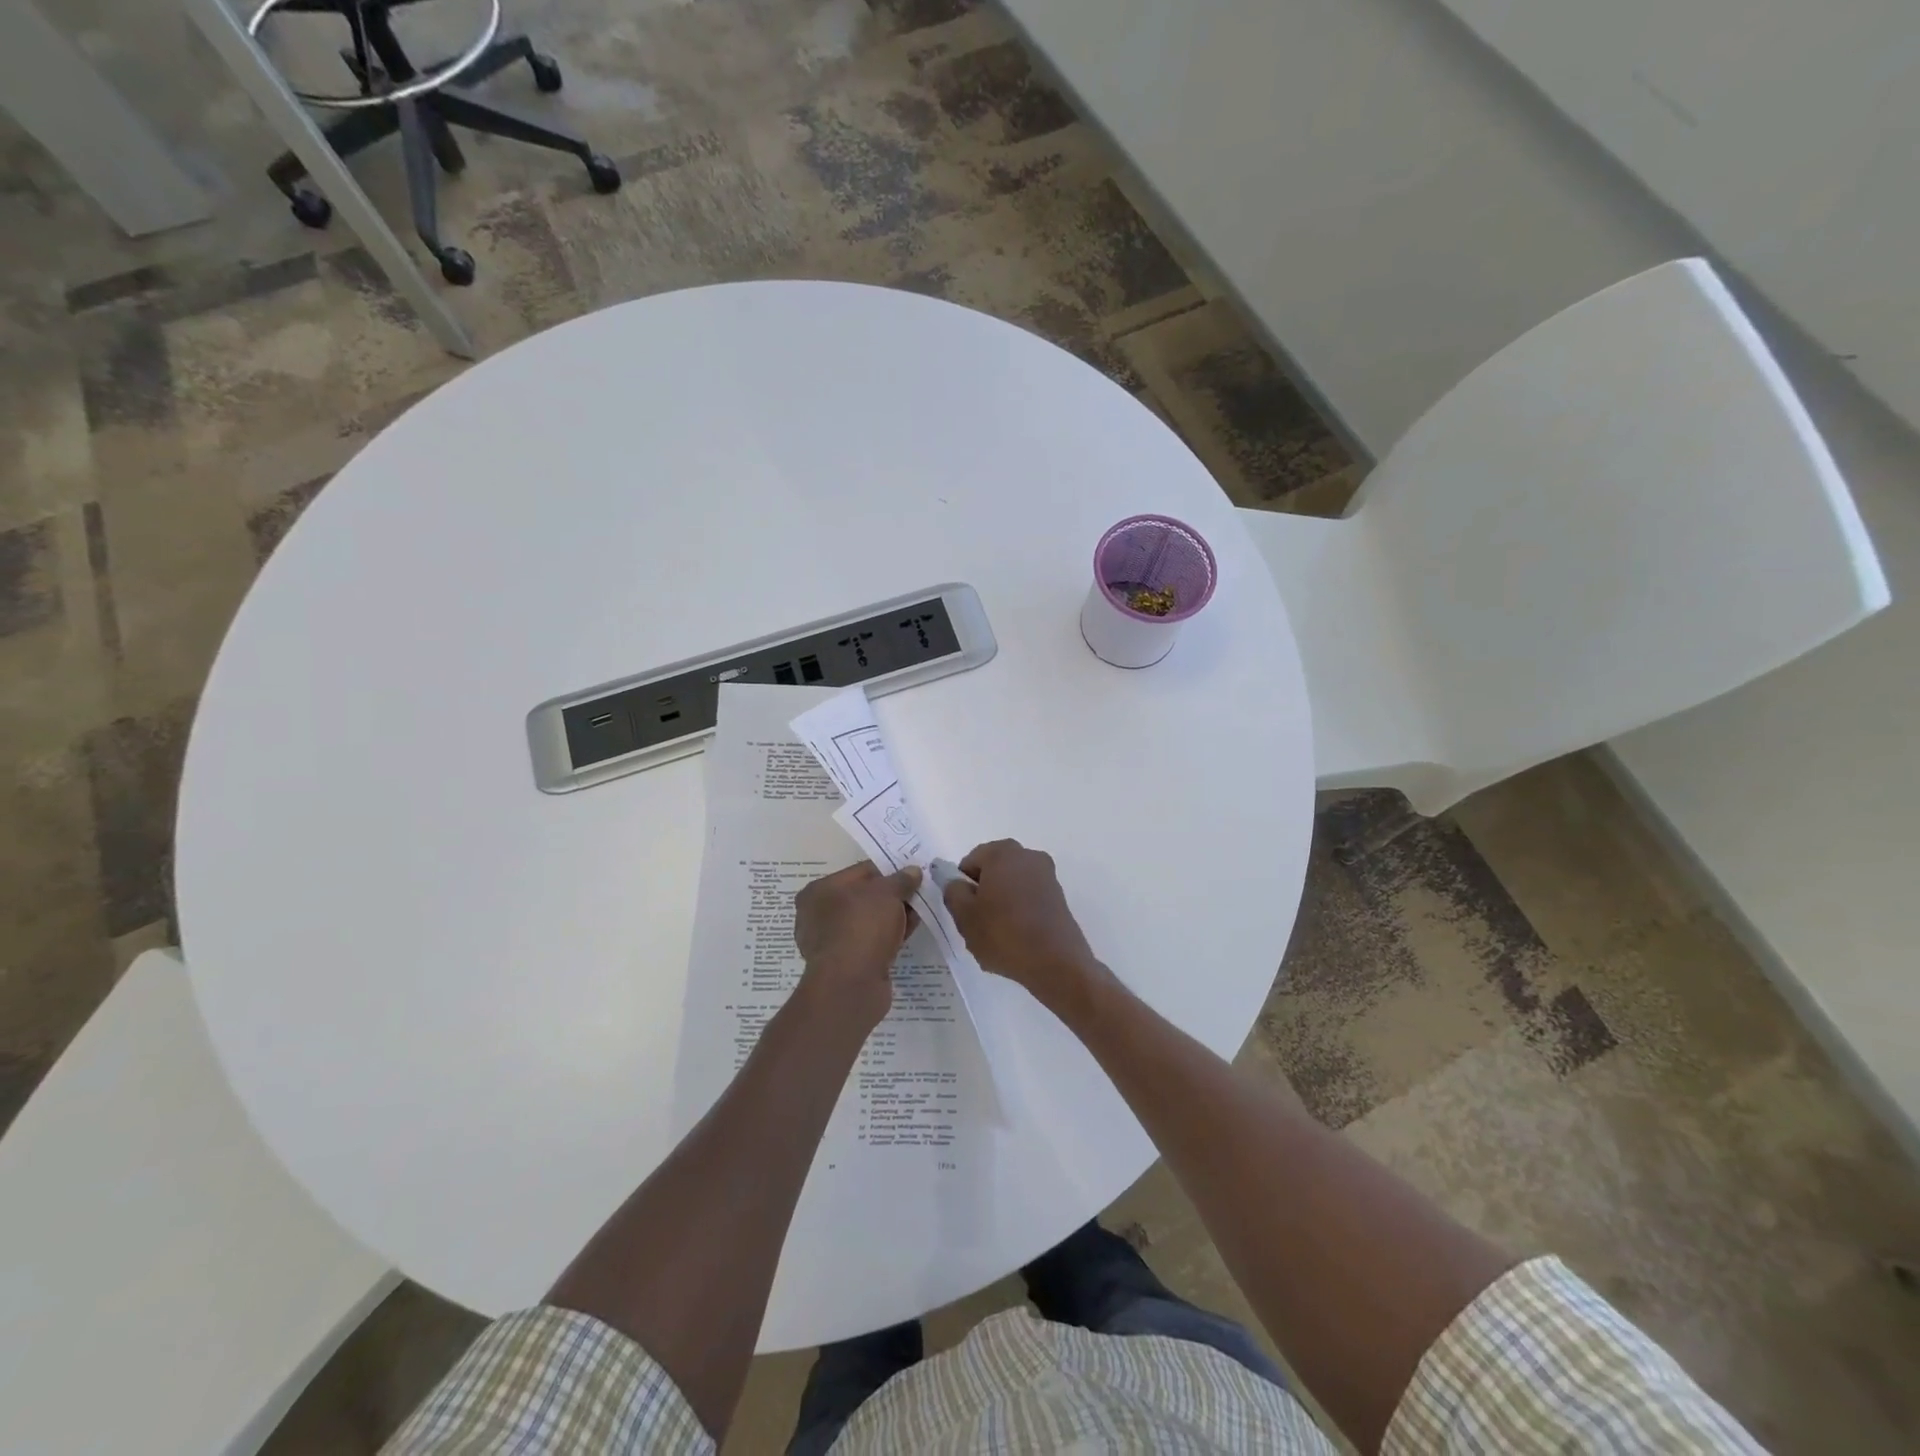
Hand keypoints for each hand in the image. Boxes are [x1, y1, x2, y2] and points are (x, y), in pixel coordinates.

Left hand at [794, 862, 921, 1026]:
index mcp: (819, 891)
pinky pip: (870, 942)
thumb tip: (913, 871)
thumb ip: (901, 879)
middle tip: (919, 894)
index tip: (913, 874)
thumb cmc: (862, 927)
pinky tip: (908, 933)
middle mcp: (818, 915)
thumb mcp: (887, 893)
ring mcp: (831, 942)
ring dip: (893, 917)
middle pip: (864, 897)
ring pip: (868, 921)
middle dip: (893, 896)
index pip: (861, 872)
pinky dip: (888, 936)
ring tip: (919, 913)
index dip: (889, 871)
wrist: (851, 985)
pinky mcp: (845, 964)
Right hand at [941, 840, 1105, 1012]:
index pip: (969, 862)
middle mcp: (1027, 855)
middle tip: (979, 924)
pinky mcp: (1059, 896)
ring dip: (1002, 903)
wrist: (1056, 962)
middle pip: (992, 871)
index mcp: (1002, 852)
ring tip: (999, 934)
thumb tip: (956, 882)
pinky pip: (1028, 898)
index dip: (962, 887)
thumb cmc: (1004, 934)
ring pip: (1011, 885)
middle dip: (983, 893)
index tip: (965, 912)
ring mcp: (1047, 875)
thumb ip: (953, 892)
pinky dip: (1020, 911)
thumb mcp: (964, 916)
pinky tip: (1018, 937)